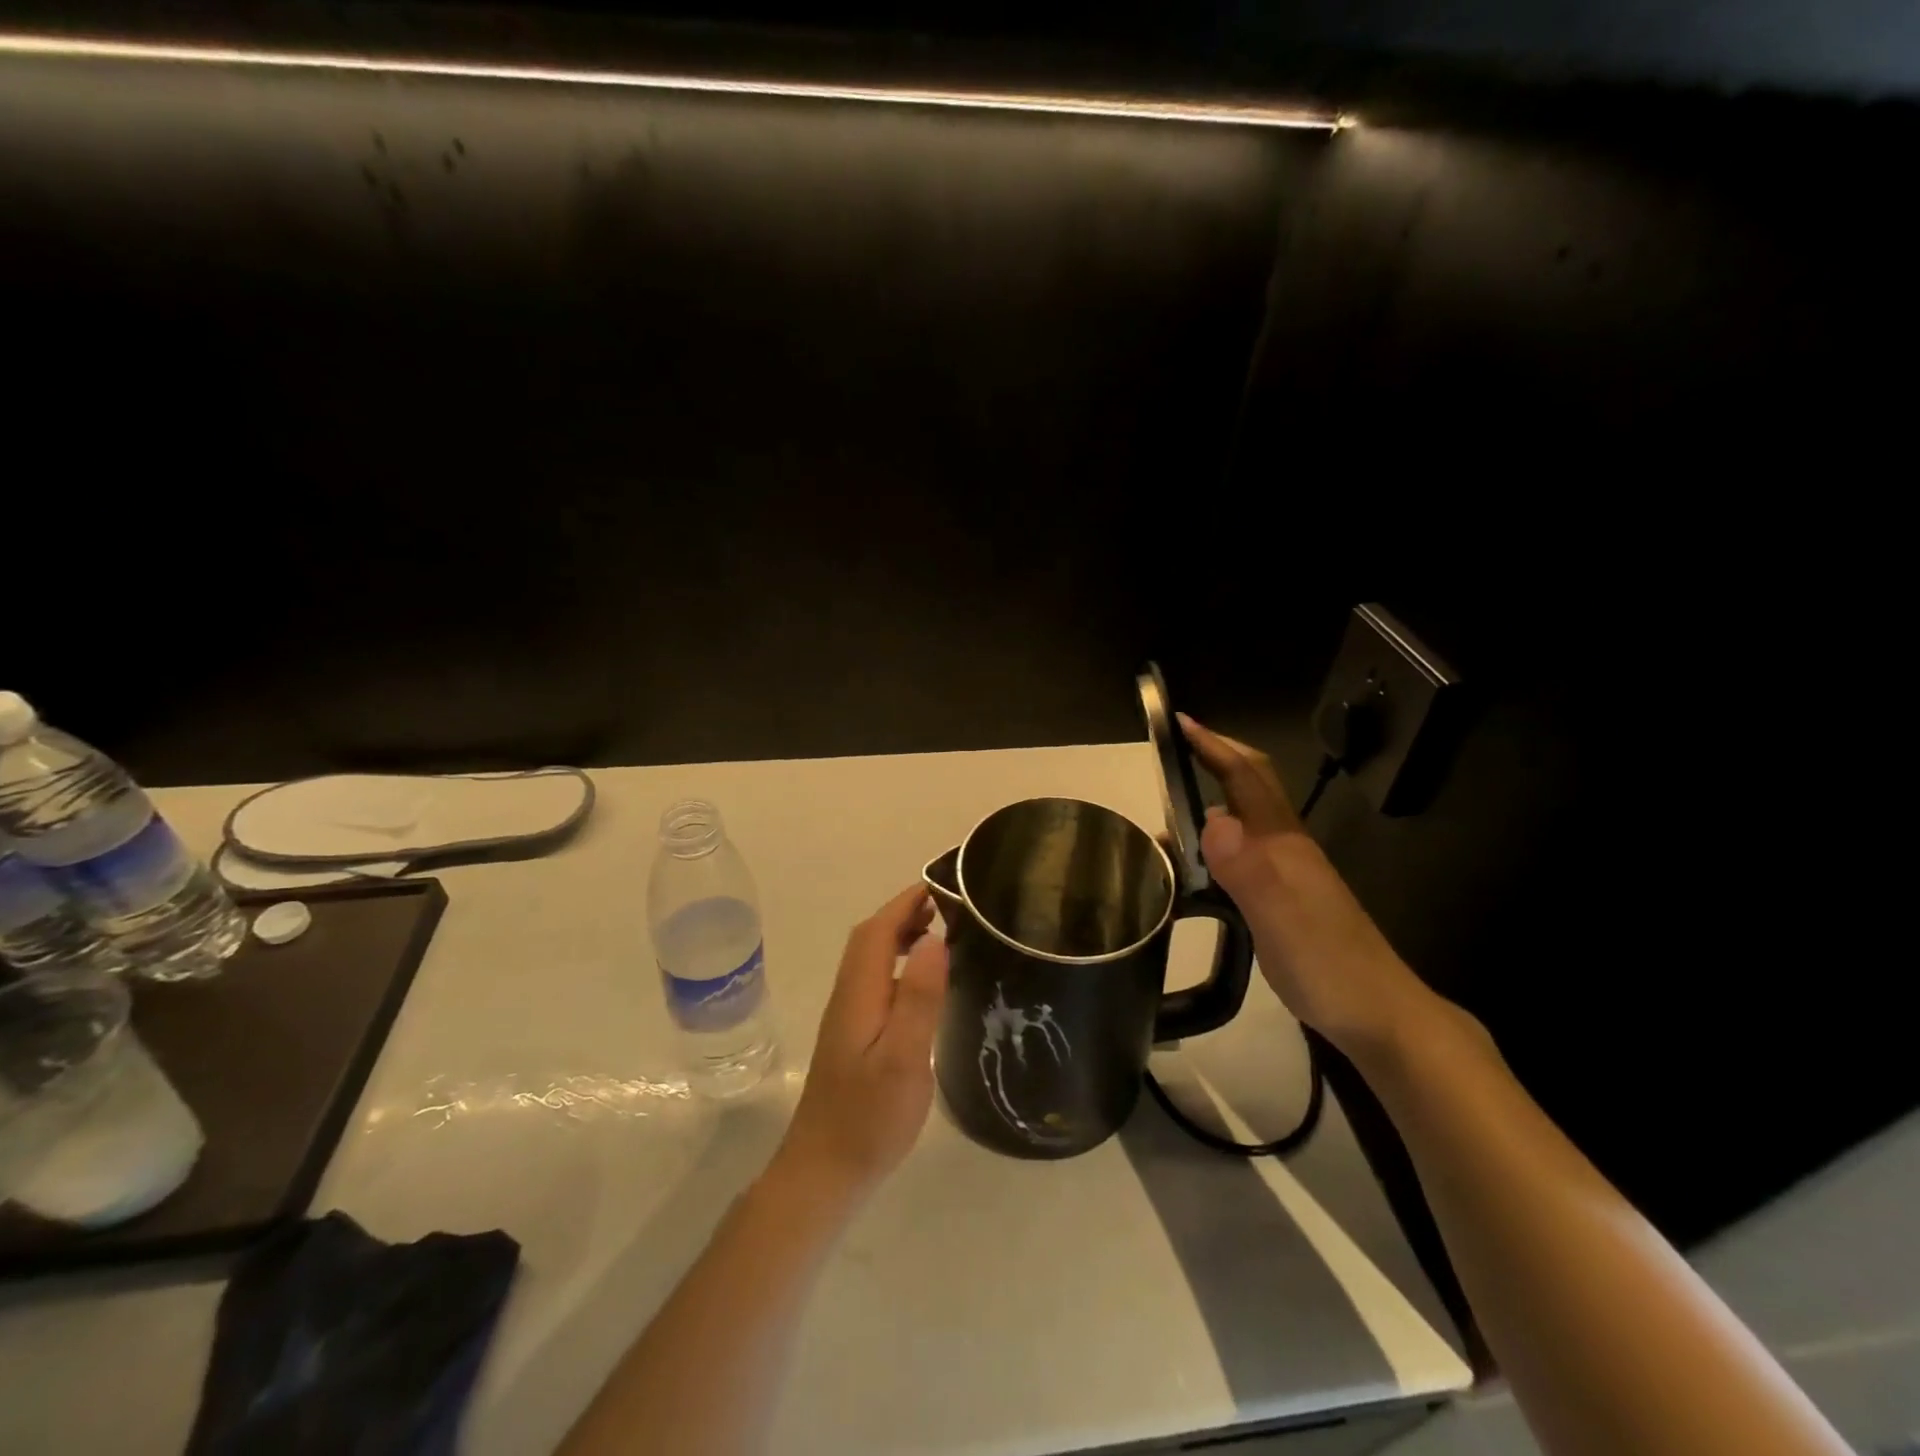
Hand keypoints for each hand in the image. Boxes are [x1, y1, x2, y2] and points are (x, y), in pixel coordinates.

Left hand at [773, 884, 949, 1201]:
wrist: (823, 1172)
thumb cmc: (868, 1119)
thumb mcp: (903, 1059)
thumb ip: (917, 998)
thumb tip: (933, 938)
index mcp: (859, 994)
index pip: (877, 930)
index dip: (906, 903)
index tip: (941, 885)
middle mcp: (848, 996)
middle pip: (869, 939)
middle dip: (904, 912)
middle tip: (948, 906)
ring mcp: (846, 1017)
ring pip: (869, 959)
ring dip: (899, 935)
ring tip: (940, 933)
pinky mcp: (851, 1036)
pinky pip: (874, 980)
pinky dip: (896, 963)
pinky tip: (919, 983)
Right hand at [1179, 713, 1432, 1056]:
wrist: (1381, 1015)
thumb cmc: (1329, 965)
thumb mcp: (1280, 918)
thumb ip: (1247, 869)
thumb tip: (1210, 818)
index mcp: (1283, 843)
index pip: (1246, 778)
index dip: (1214, 747)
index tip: (1179, 723)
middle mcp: (1286, 847)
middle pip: (1250, 788)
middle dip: (1214, 761)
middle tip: (1167, 762)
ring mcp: (1289, 872)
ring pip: (1245, 820)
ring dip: (1208, 805)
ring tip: (1166, 821)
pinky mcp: (1285, 897)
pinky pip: (1243, 853)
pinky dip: (1212, 846)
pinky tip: (1195, 869)